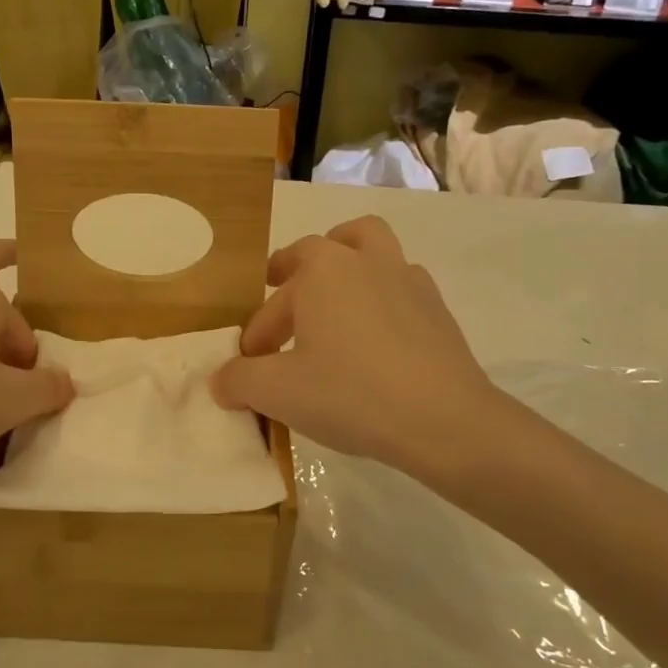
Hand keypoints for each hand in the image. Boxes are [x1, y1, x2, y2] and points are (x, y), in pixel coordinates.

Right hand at [211, 215, 550, 490]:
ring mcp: (408, 280)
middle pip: (327, 246)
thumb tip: (222, 380)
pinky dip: (382, 298)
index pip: (275, 297)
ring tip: (334, 300)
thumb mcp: (277, 393)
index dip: (258, 329)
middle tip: (284, 295)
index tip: (251, 363)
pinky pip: (401, 286)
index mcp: (323, 270)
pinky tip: (376, 337)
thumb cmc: (350, 394)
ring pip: (372, 250)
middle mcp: (365, 261)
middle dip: (298, 268)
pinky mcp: (438, 309)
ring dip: (348, 267)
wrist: (445, 421)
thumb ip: (239, 380)